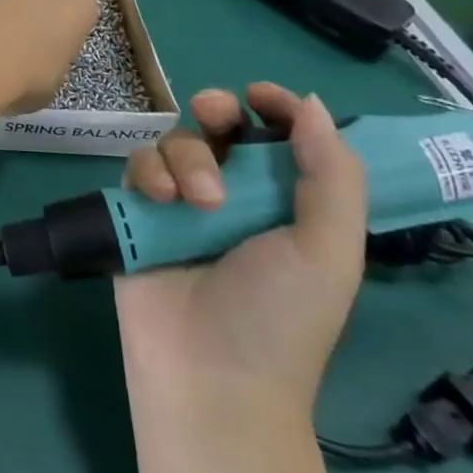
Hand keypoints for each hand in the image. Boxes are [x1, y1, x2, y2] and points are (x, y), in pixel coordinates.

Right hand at [116, 83, 366, 416]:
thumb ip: (333, 174)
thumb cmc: (280, 316)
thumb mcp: (329, 250)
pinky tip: (161, 201)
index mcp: (285, 202)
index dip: (274, 107)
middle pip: (220, 125)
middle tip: (217, 117)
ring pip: (177, 141)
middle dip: (217, 110)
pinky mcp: (139, 211)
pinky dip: (150, 172)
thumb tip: (309, 102)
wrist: (209, 375)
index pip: (280, 136)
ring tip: (198, 202)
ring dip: (189, 158)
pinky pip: (139, 164)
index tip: (260, 96)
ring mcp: (182, 202)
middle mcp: (233, 194)